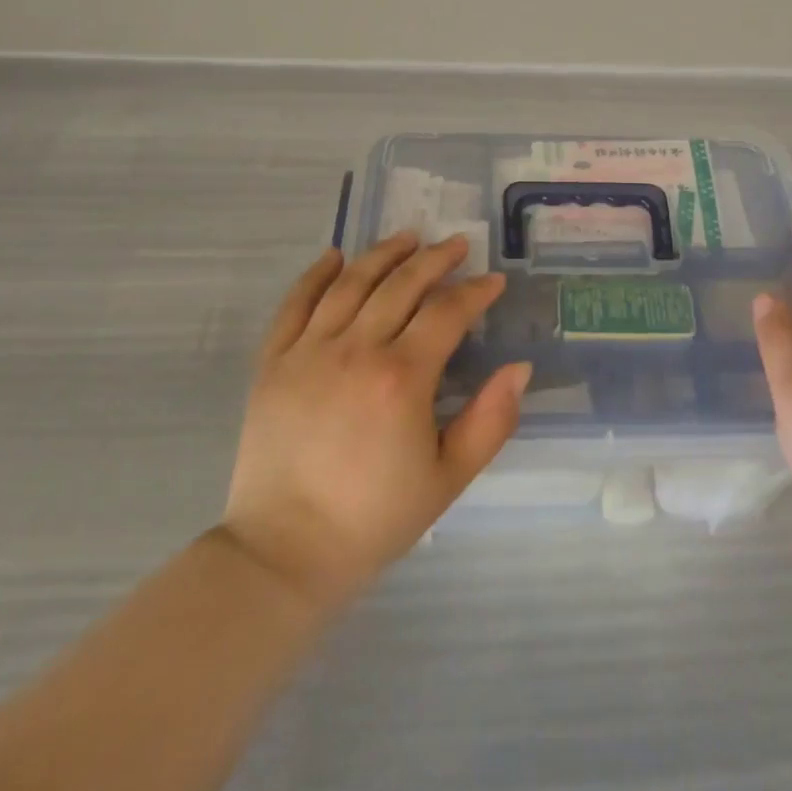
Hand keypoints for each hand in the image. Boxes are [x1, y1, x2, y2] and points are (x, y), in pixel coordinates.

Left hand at [221, 233, 529, 606]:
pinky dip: (315, 275)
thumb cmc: (375, 519)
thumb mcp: (449, 478)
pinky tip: (335, 257)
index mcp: (402, 378)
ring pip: (351, 283)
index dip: (475, 292)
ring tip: (408, 237)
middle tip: (457, 245)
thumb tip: (519, 367)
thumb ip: (491, 420)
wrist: (285, 552)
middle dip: (435, 259)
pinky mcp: (272, 363)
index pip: (447, 313)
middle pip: (402, 285)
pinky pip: (295, 304)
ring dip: (383, 254)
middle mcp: (355, 350)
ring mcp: (308, 352)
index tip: (493, 281)